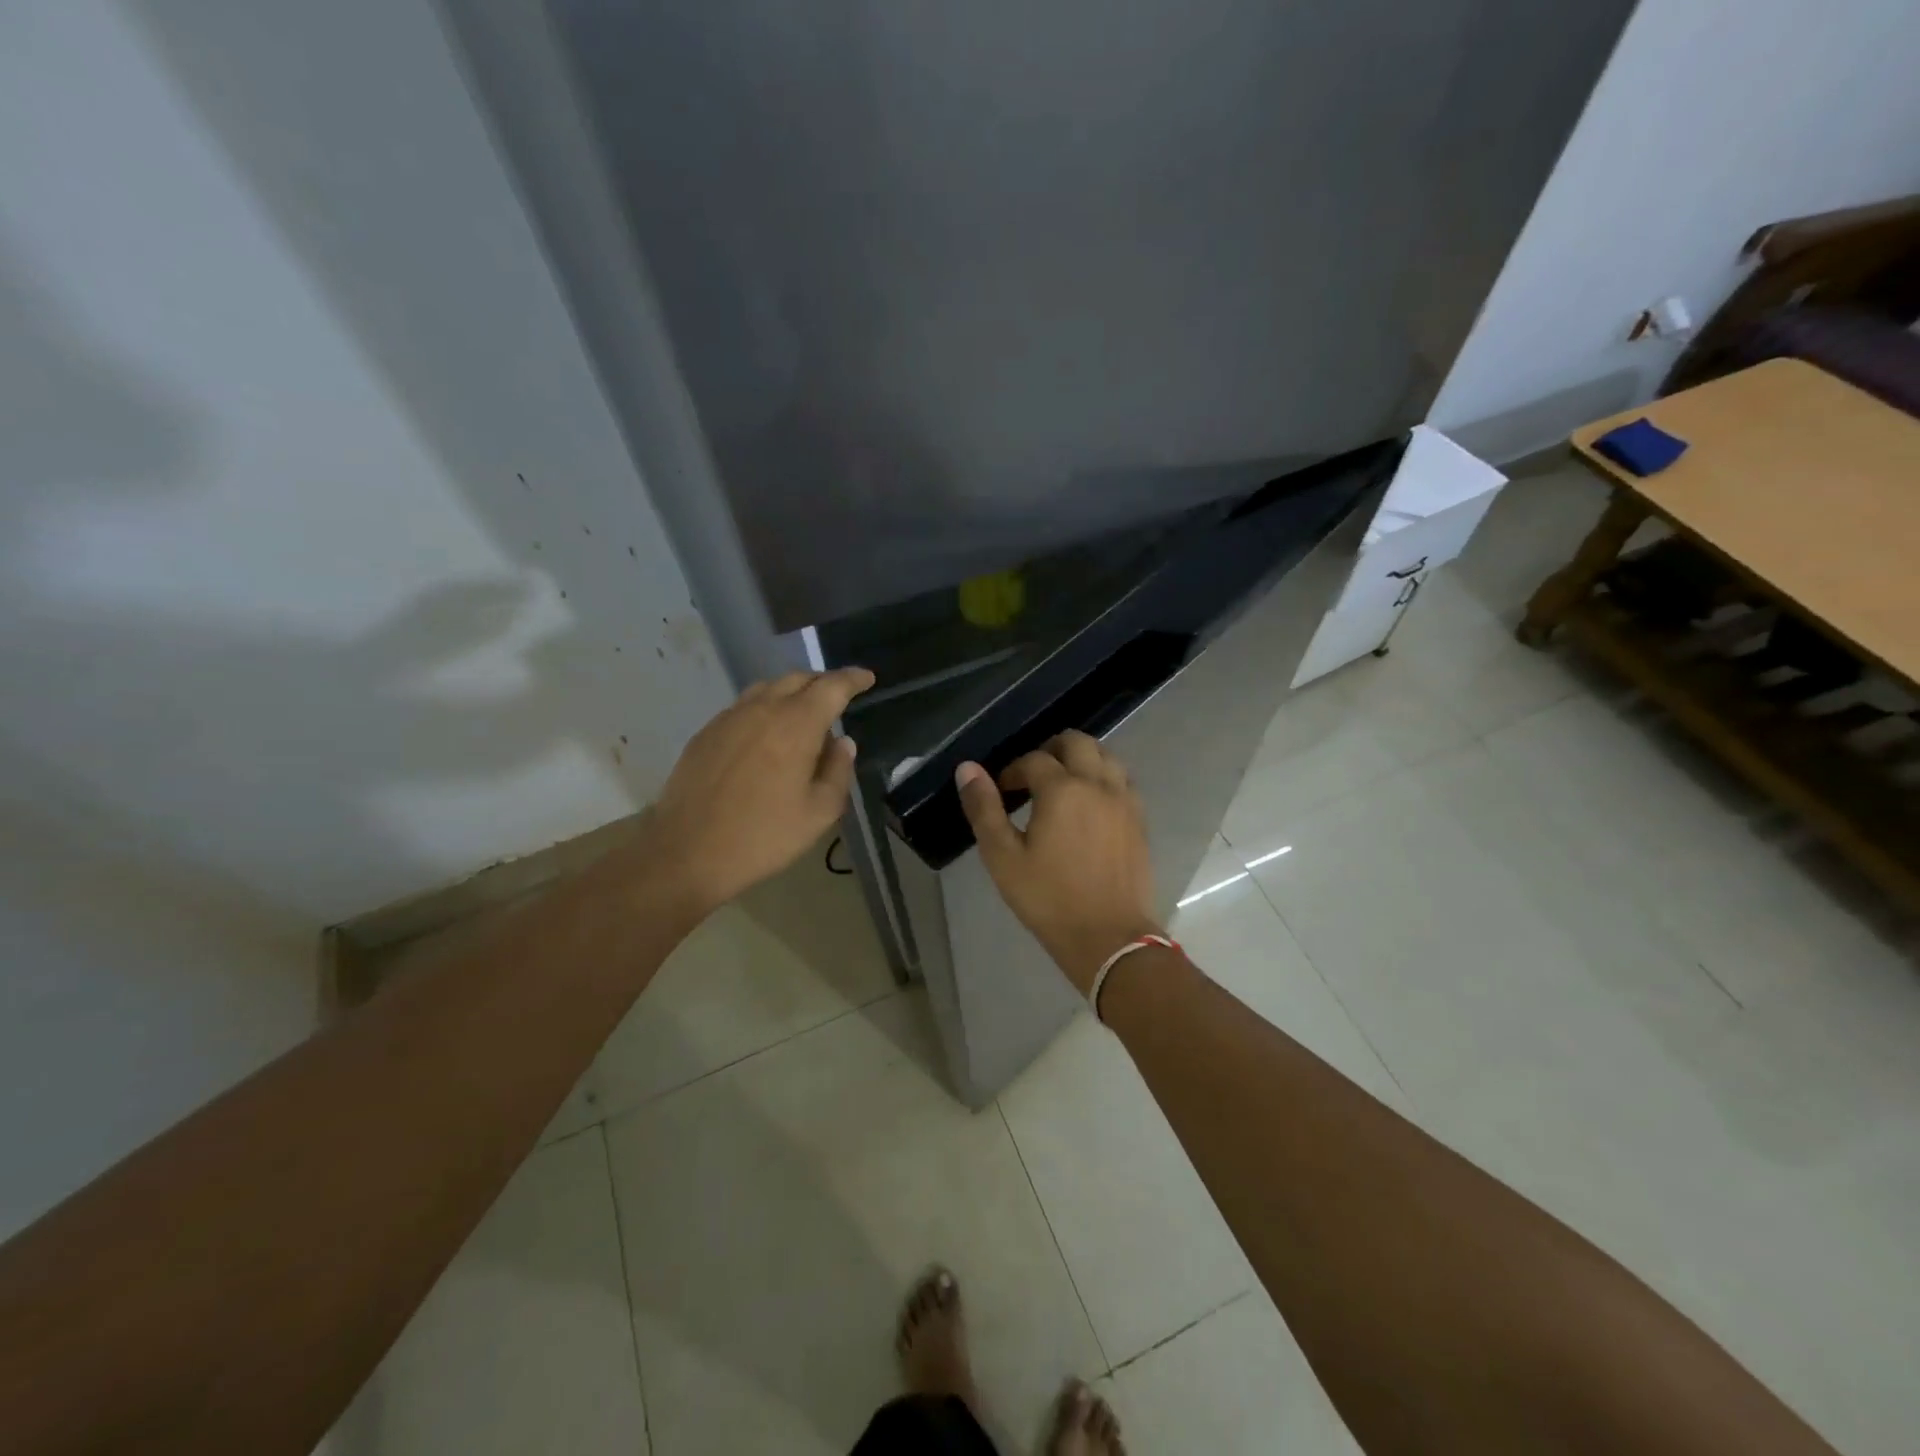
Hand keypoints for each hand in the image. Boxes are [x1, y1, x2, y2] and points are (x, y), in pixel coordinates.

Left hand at [639, 668, 874, 914]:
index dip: (853, 679)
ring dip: (791, 692)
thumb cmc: (763, 836)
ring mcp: (729, 718)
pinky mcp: (706, 733)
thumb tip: (842, 743)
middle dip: (823, 682)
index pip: (832, 686)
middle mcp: (762, 710)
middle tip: (838, 697)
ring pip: (767, 689)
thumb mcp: (819, 812)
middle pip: (797, 679)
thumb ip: (838, 771)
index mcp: (796, 724)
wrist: (687, 853)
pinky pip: (743, 707)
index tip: (867, 678)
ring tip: (803, 714)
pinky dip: (764, 708)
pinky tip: (766, 735)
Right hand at [955, 731, 1161, 993]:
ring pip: (1106, 756)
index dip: (1013, 771)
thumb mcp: (1003, 858)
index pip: (1034, 759)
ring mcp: (1124, 800)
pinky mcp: (1140, 820)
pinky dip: (1104, 778)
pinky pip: (1123, 780)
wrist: (1110, 938)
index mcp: (1062, 789)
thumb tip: (967, 768)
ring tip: (1063, 784)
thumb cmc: (1049, 899)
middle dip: (1051, 750)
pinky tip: (1091, 804)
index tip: (1003, 792)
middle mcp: (1098, 784)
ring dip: (1082, 759)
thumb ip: (984, 809)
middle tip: (1033, 776)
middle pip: (1077, 742)